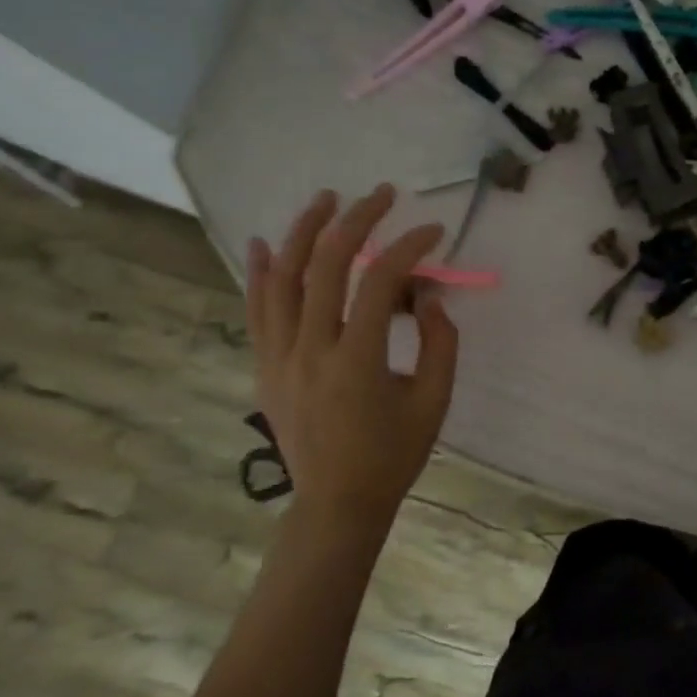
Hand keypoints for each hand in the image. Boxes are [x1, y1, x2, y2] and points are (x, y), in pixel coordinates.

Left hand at [245, 185, 458, 545]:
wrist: (337, 502)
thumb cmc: (393, 455)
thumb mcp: (433, 401)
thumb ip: (439, 342)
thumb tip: (428, 294)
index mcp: (356, 360)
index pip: (379, 283)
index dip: (408, 248)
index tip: (433, 231)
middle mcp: (310, 350)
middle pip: (327, 266)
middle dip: (356, 221)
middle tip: (382, 194)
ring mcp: (280, 357)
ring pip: (284, 279)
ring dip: (305, 231)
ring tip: (326, 198)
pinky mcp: (265, 367)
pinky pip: (257, 311)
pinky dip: (260, 273)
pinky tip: (265, 243)